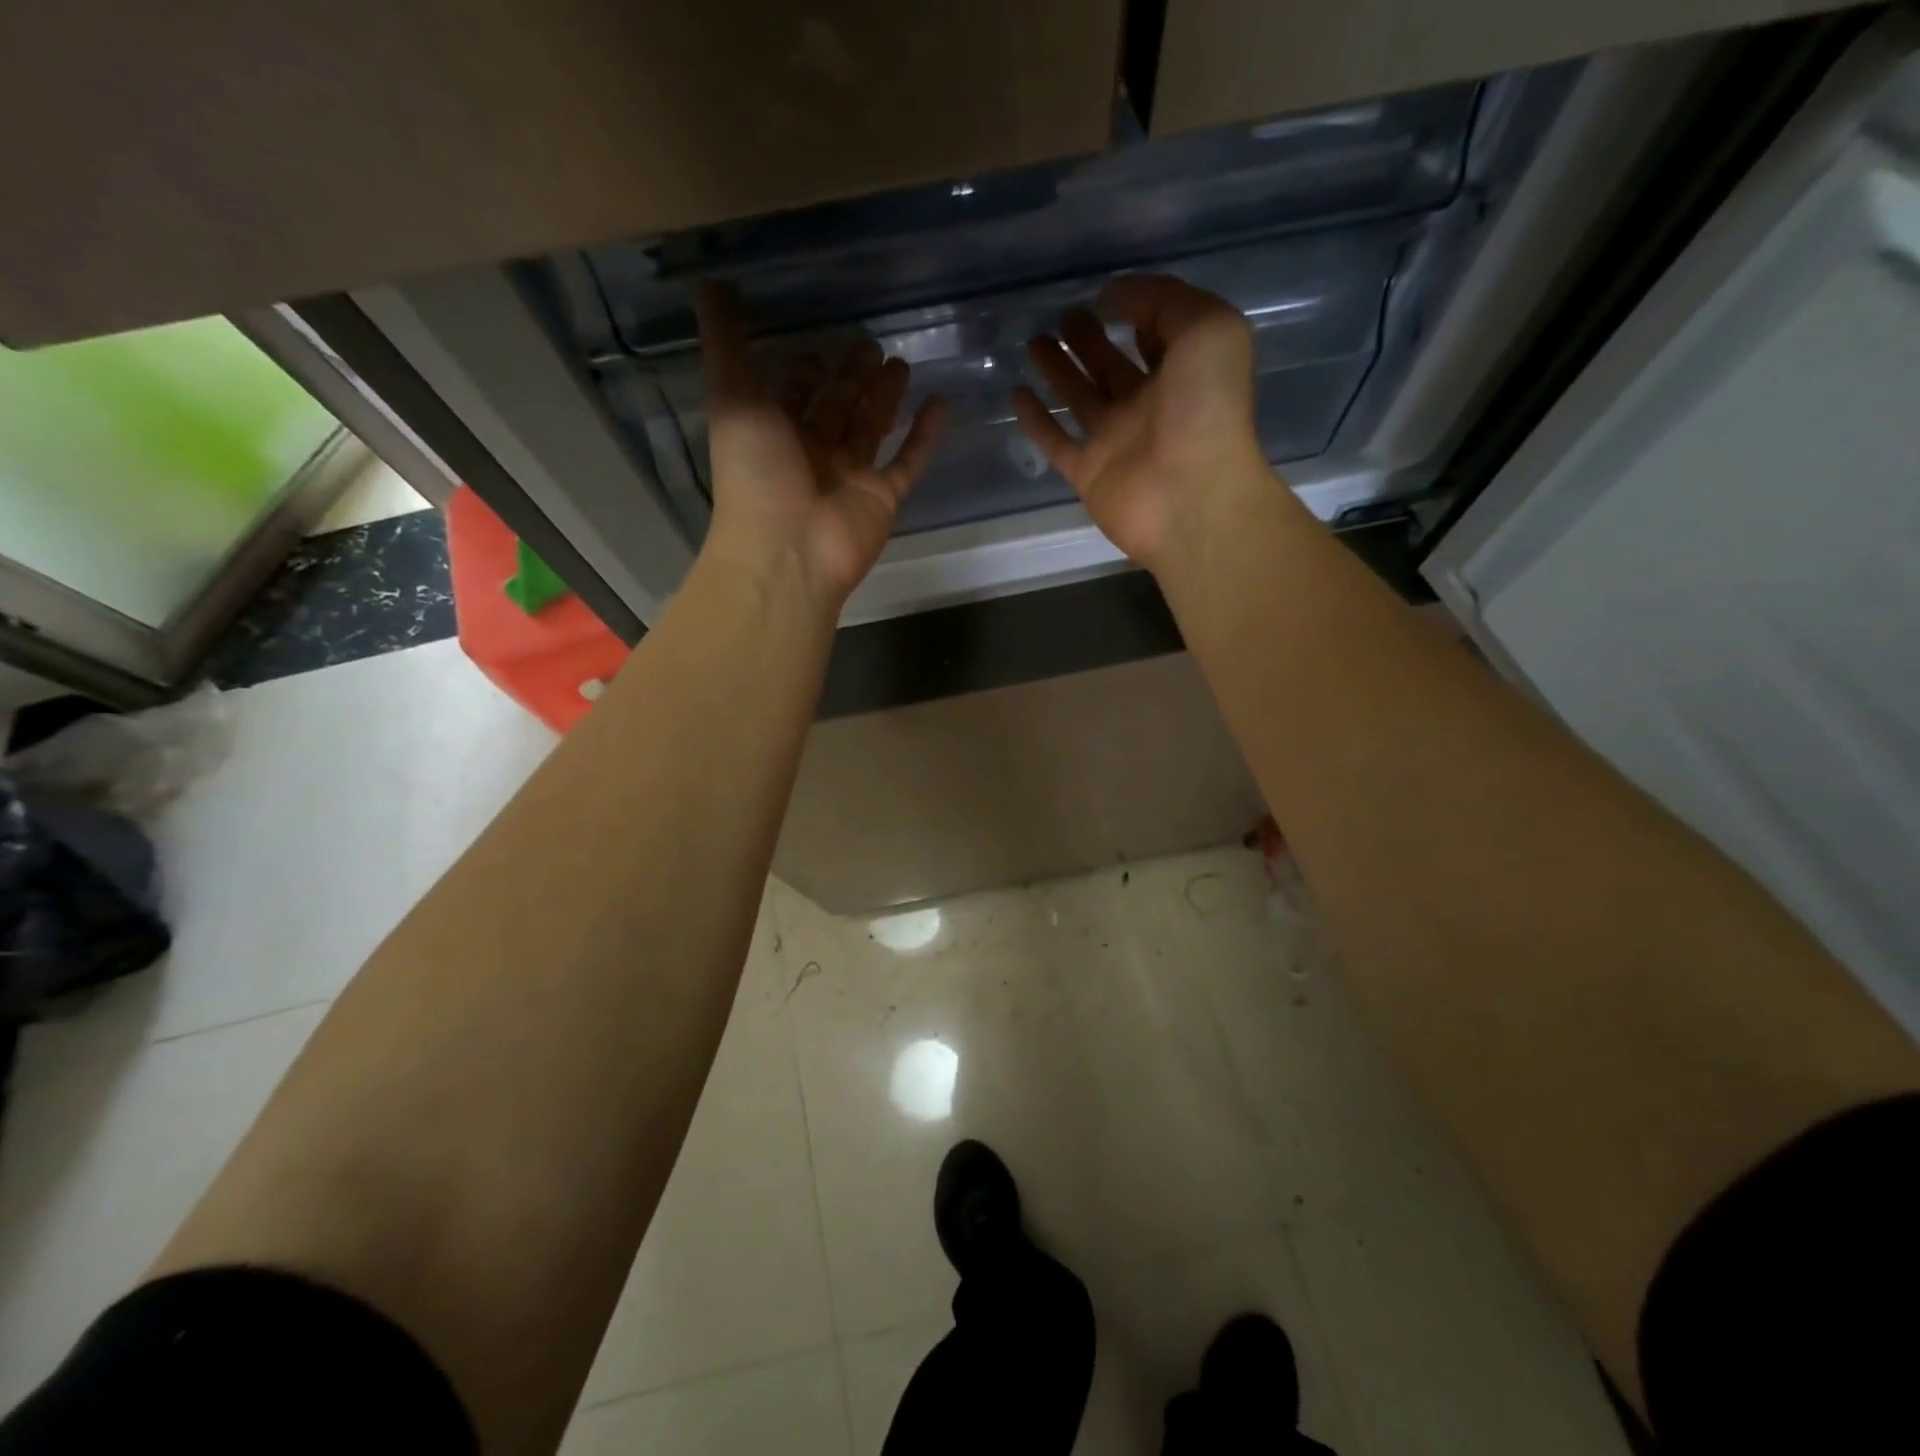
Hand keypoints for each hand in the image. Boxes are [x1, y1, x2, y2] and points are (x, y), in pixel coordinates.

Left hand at [696, 286, 944, 610]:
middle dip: (851, 377)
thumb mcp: (733, 397)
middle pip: (837, 408)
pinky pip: (907, 463)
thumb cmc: (756, 473)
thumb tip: (711, 285)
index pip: (793, 395)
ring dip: (884, 397)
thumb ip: (726, 344)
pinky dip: (924, 436)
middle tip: (871, 344)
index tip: (820, 347)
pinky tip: (940, 403)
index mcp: (774, 432)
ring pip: (871, 429)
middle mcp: (812, 452)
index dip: (805, 371)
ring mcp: (850, 476)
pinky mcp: (882, 497)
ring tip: (901, 363)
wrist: (788, 549)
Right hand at [1012, 276, 1268, 573]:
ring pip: (1081, 399)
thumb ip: (1163, 300)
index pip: (1158, 337)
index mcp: (1184, 373)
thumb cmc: (1208, 410)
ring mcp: (1116, 442)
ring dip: (1059, 371)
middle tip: (1064, 316)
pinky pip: (1056, 442)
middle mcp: (1149, 406)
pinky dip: (1037, 421)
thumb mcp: (1207, 328)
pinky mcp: (1088, 474)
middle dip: (1090, 340)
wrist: (1191, 497)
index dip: (1139, 313)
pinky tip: (1017, 394)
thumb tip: (1111, 297)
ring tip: (1035, 342)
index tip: (1108, 296)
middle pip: (1113, 366)